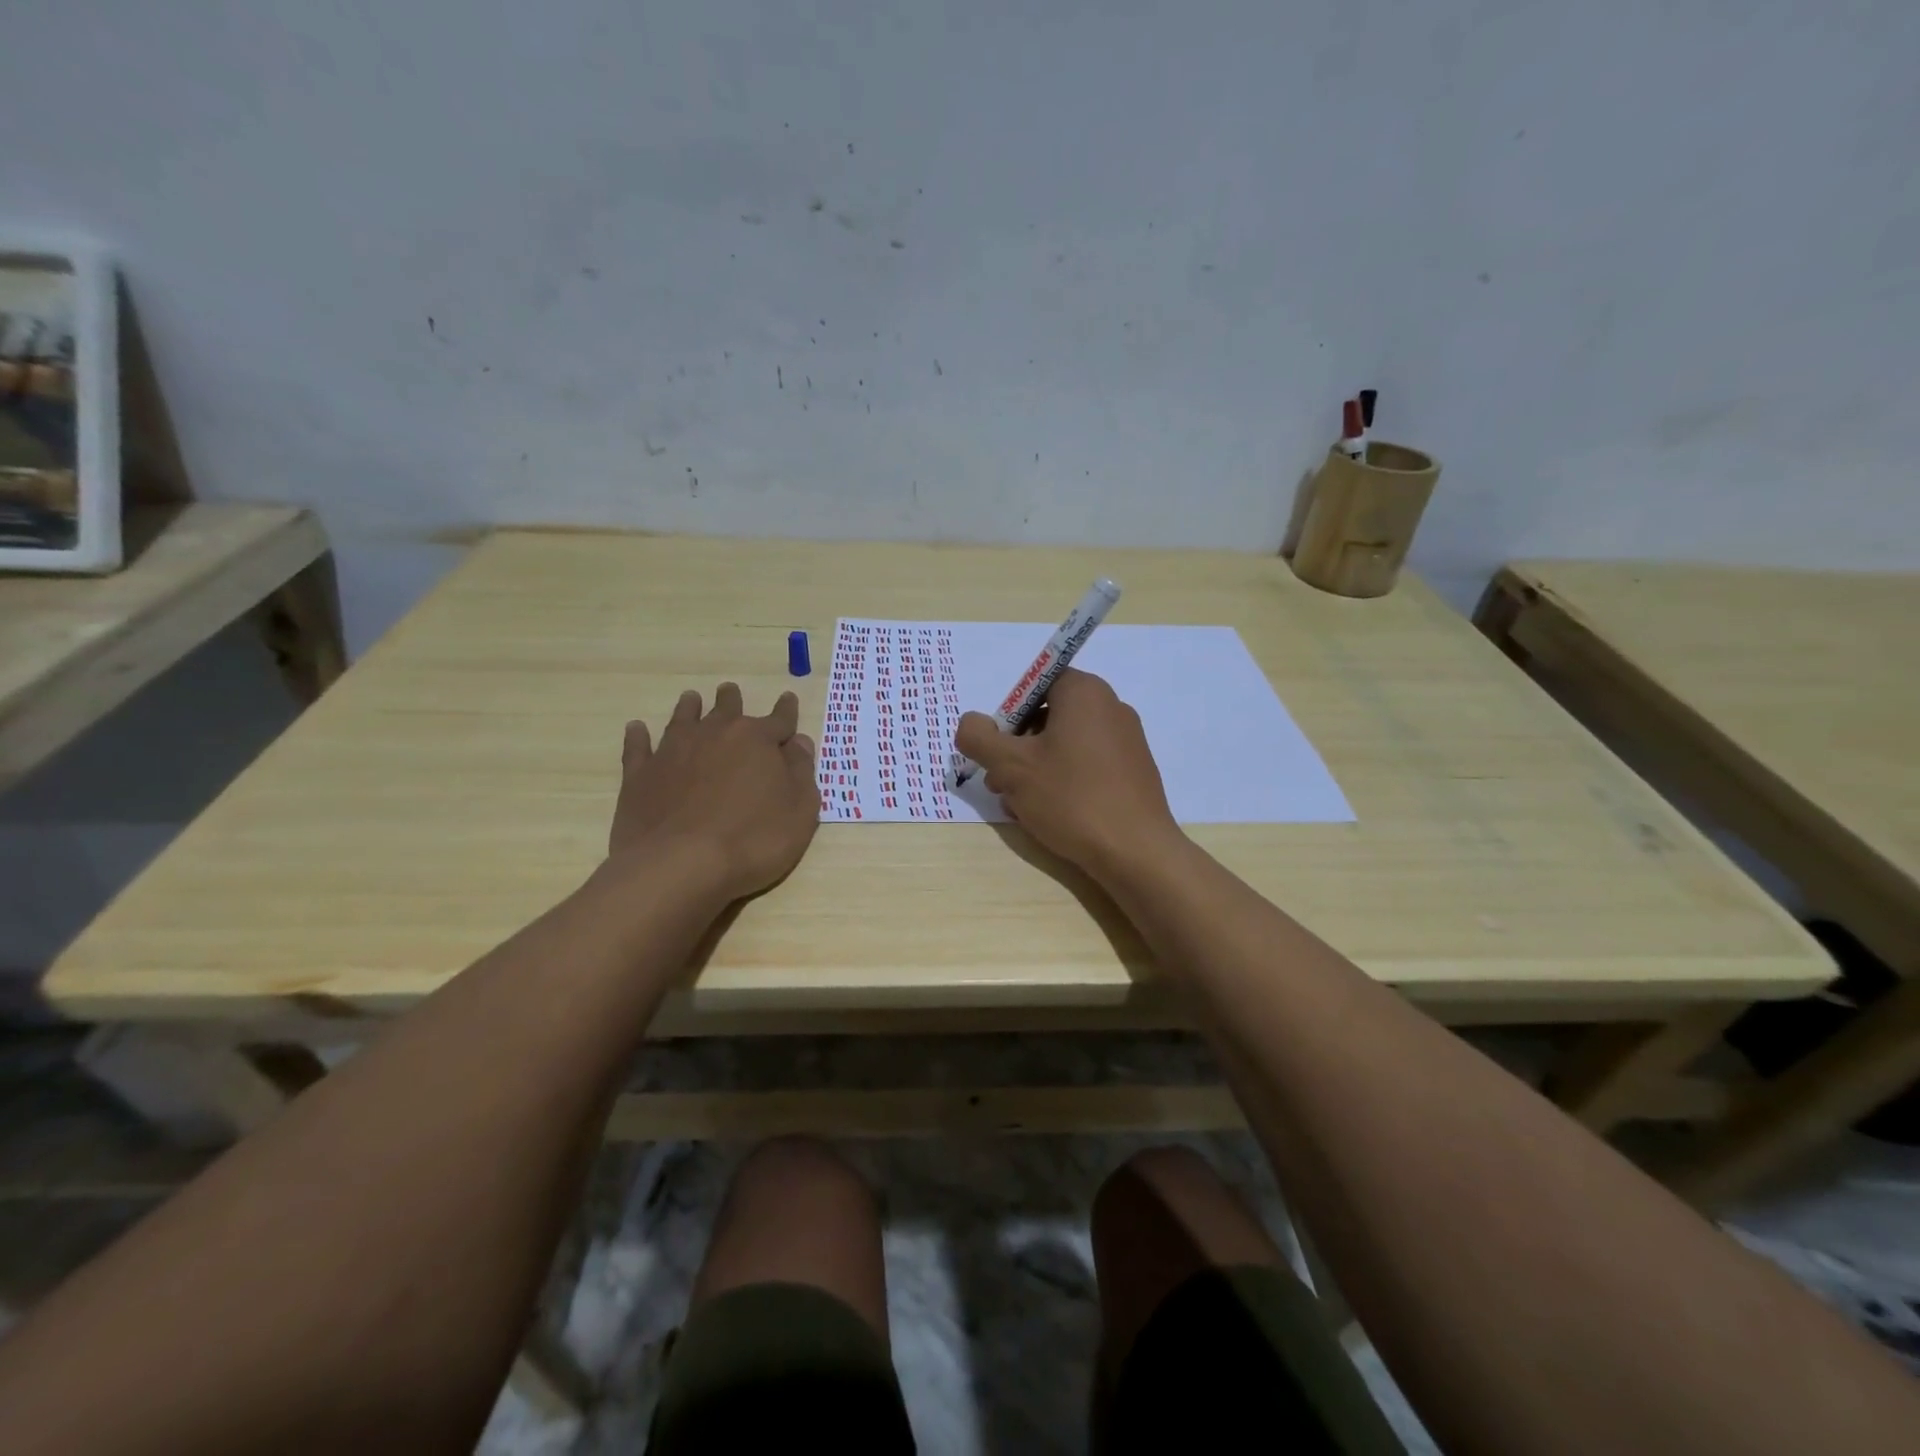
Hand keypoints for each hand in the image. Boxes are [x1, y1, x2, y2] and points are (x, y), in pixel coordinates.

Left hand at [610, 683, 818, 902]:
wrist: (679, 865)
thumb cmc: (753, 840)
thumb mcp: (800, 811)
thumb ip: (802, 773)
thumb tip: (799, 743)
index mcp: (757, 740)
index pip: (779, 720)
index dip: (787, 711)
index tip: (788, 699)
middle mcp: (715, 735)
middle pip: (727, 709)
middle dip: (732, 700)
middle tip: (730, 691)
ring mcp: (673, 751)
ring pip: (683, 718)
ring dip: (690, 707)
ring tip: (691, 698)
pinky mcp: (640, 774)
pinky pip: (638, 746)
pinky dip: (639, 736)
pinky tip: (637, 728)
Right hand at [954, 668, 1181, 880]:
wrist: (1136, 852)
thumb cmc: (1071, 798)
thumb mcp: (1011, 766)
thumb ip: (979, 737)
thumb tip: (970, 723)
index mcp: (1084, 692)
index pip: (1036, 683)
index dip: (1009, 713)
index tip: (998, 748)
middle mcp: (1111, 707)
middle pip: (1048, 716)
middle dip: (1017, 747)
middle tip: (999, 782)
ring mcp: (1127, 741)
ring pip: (1064, 746)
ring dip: (1035, 770)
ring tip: (1019, 806)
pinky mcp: (1133, 772)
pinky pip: (1087, 765)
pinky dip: (1063, 782)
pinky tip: (1049, 815)